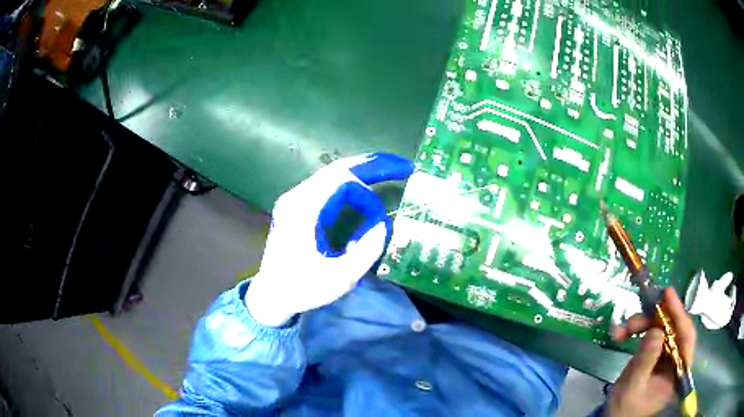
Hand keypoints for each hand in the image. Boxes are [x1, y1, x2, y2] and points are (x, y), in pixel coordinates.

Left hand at [246, 153, 414, 326]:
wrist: (271, 295)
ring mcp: (296, 200)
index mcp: (303, 209)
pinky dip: (351, 186)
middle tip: (403, 166)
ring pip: (333, 175)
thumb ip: (367, 250)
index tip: (379, 222)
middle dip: (372, 165)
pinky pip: (328, 187)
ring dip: (362, 173)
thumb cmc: (302, 288)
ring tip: (389, 172)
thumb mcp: (340, 277)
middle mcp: (297, 197)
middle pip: (338, 169)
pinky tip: (365, 190)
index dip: (367, 197)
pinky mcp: (298, 208)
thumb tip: (382, 224)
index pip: (343, 182)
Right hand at [605, 287, 696, 416]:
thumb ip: (645, 361)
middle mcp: (676, 359)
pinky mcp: (656, 354)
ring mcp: (666, 356)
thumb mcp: (633, 387)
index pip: (686, 337)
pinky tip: (621, 334)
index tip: (667, 295)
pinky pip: (650, 334)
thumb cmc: (624, 409)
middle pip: (672, 329)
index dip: (679, 314)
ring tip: (621, 331)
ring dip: (640, 325)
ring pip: (660, 328)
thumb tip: (656, 330)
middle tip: (633, 320)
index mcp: (678, 372)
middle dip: (652, 321)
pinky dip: (636, 331)